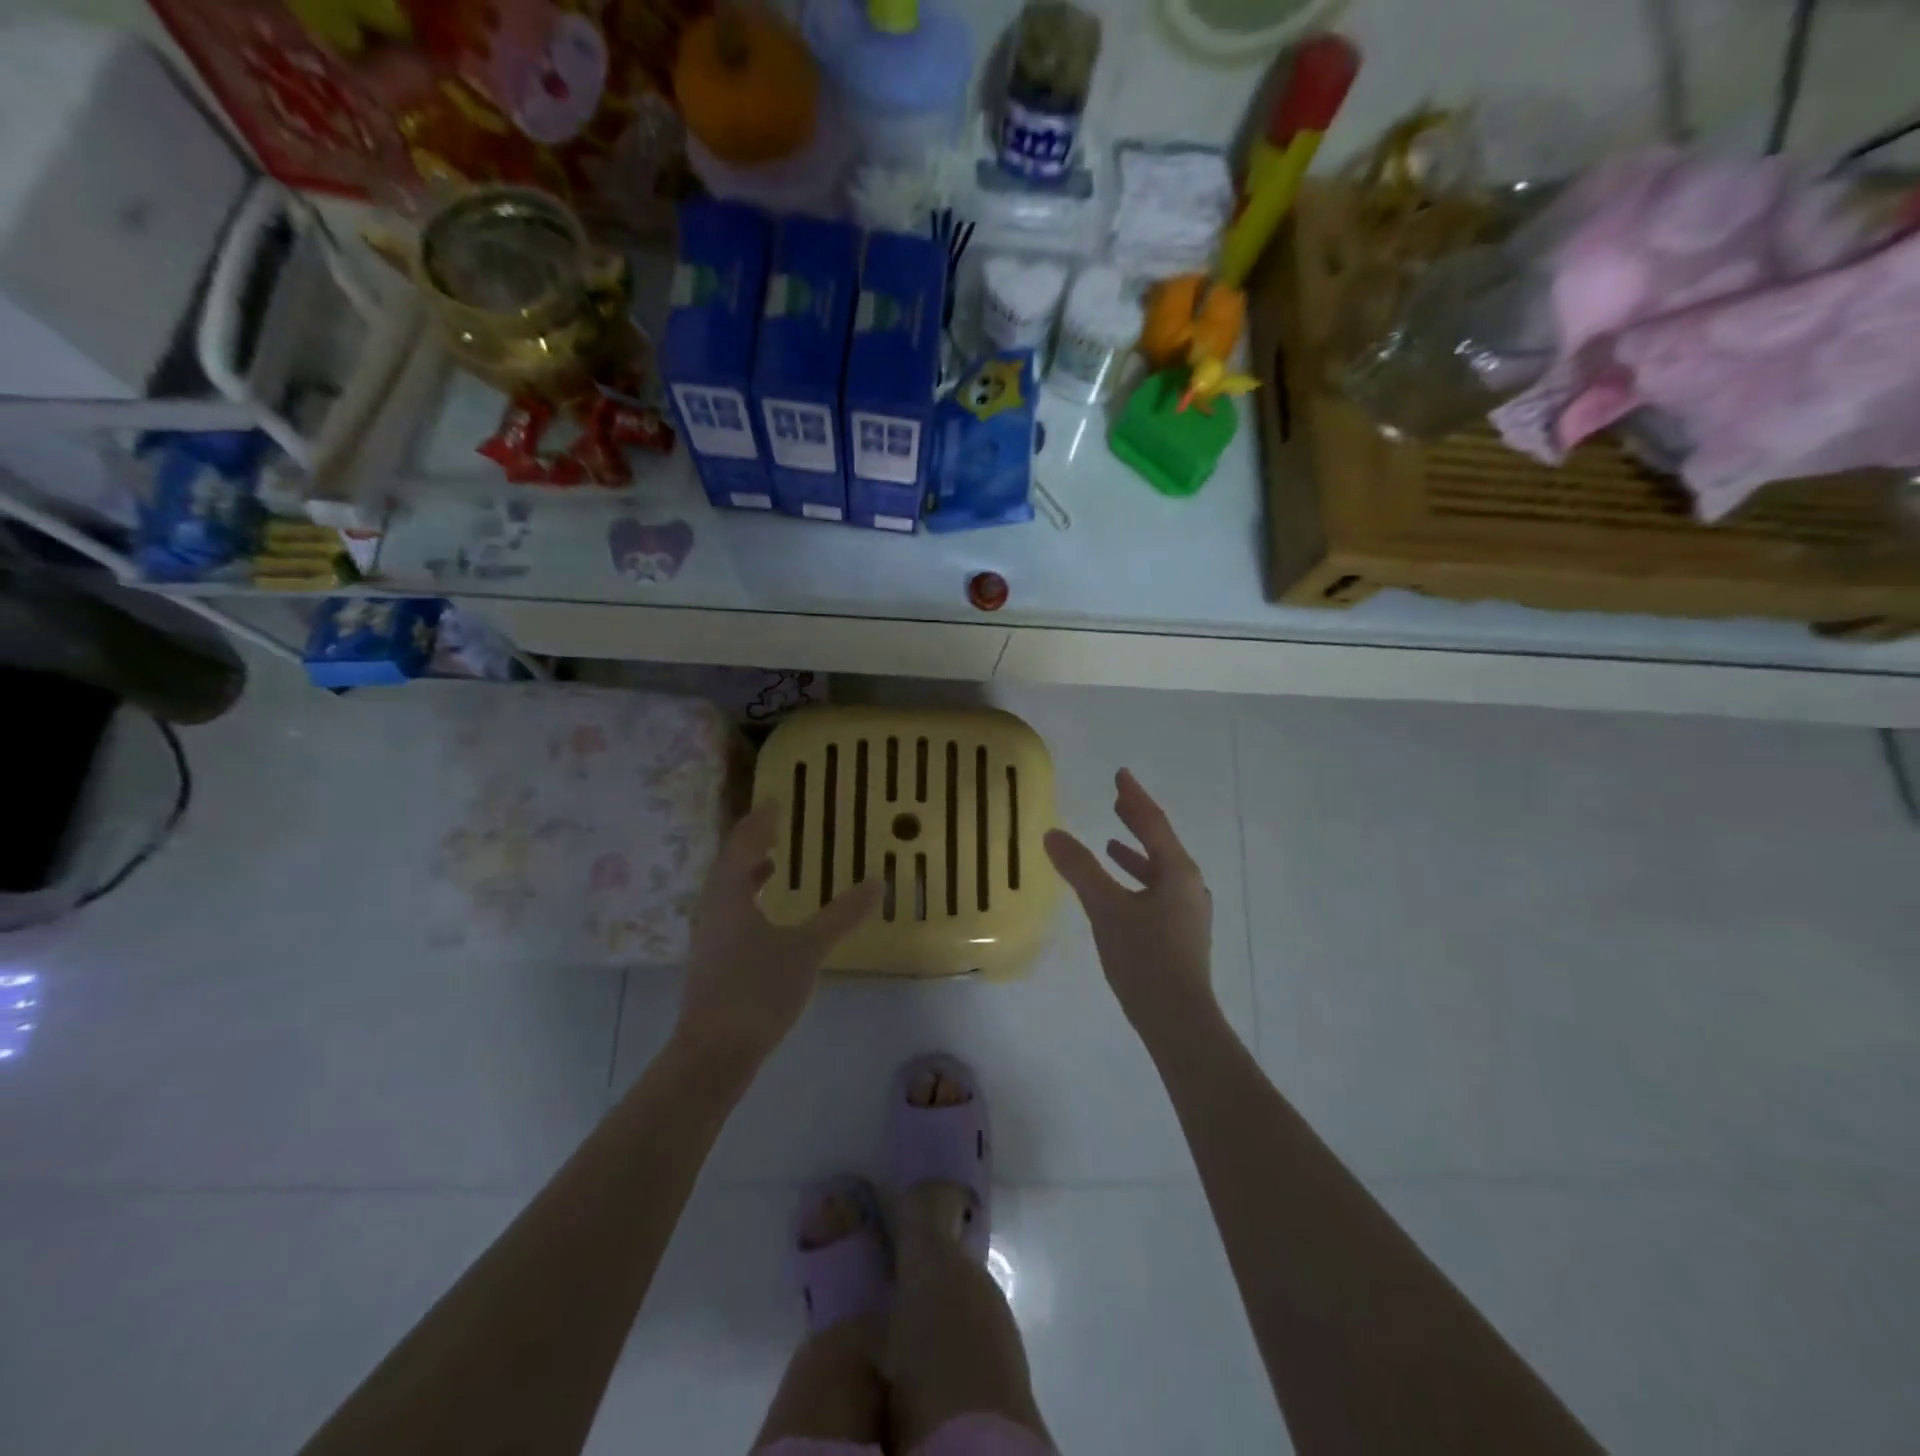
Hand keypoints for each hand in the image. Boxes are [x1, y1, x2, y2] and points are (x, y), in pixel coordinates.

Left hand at [676, 802, 883, 1067]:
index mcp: (730, 894)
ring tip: (774, 863)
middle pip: (729, 862)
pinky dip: (748, 898)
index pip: (742, 842)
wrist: (713, 1053)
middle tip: (777, 826)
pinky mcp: (712, 960)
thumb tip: (877, 882)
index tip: (776, 800)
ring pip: (726, 889)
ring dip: (748, 871)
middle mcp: (712, 907)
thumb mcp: (807, 949)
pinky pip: (729, 911)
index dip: (759, 820)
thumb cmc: (758, 990)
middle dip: (752, 842)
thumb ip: (841, 915)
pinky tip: (769, 916)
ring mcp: (708, 936)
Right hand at [1044, 770, 1217, 1035]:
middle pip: (1160, 843)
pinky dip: (1136, 880)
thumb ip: (1080, 869)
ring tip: (1111, 841)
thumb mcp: (1106, 908)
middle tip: (1118, 799)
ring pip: (1158, 870)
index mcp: (1177, 872)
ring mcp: (1187, 912)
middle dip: (1137, 821)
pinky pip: (1156, 891)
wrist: (1177, 1019)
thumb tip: (1053, 834)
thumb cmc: (1144, 957)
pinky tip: (1119, 891)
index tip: (1121, 774)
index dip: (1134, 797)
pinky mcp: (1180, 933)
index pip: (1153, 823)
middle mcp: (1188, 885)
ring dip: (1135, 853)